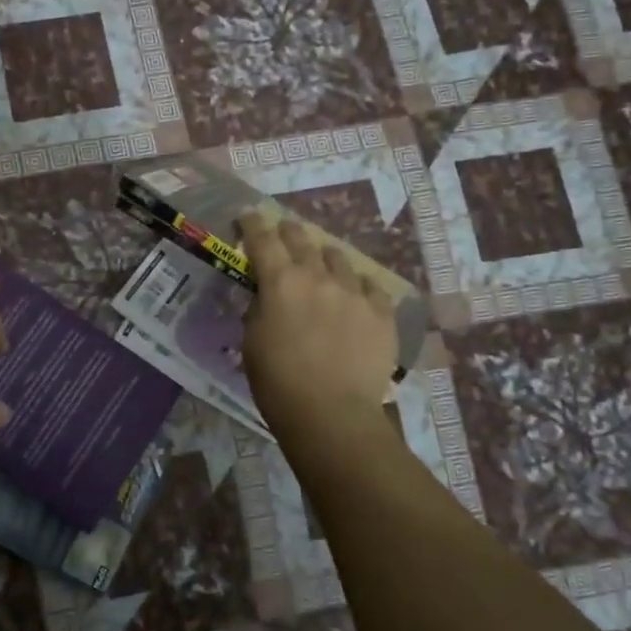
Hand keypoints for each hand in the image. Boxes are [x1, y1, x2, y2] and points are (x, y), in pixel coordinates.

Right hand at [238, 211, 396, 439]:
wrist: (332, 414)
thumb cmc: (278, 383)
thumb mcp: (252, 342)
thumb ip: (260, 309)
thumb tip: (267, 296)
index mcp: (281, 282)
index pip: (262, 239)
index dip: (253, 223)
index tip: (248, 216)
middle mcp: (319, 277)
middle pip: (302, 239)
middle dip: (288, 232)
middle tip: (283, 232)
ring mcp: (355, 292)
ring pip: (339, 258)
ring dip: (325, 258)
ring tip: (322, 266)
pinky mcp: (382, 313)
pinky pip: (370, 286)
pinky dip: (357, 286)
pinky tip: (355, 296)